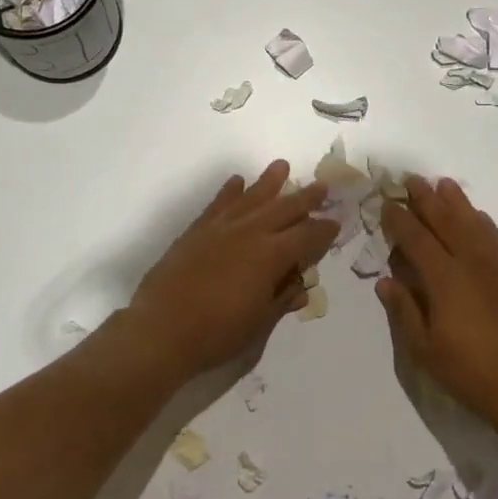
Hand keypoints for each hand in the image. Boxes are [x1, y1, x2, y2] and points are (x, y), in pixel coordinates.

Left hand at [126, 161, 338, 377]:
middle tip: (322, 187)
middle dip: (305, 198)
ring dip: (269, 182)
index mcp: (271, 255)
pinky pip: (218, 204)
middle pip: (283, 209)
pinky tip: (237, 181)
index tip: (335, 223)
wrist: (162, 329)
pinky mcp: (197, 231)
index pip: (307, 236)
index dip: (324, 230)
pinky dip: (229, 191)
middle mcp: (250, 233)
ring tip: (282, 166)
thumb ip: (281, 298)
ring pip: (251, 197)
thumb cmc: (217, 332)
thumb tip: (300, 285)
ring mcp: (221, 228)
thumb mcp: (259, 322)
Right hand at [377, 176, 497, 427]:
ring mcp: (497, 268)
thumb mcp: (424, 349)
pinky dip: (483, 222)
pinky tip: (478, 215)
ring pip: (474, 224)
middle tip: (411, 180)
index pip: (416, 239)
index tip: (386, 204)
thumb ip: (404, 310)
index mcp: (444, 279)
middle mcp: (471, 263)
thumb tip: (385, 280)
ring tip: (443, 184)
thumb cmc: (469, 372)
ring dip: (456, 202)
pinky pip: (497, 239)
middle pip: (446, 222)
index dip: (399, 220)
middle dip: (426, 200)